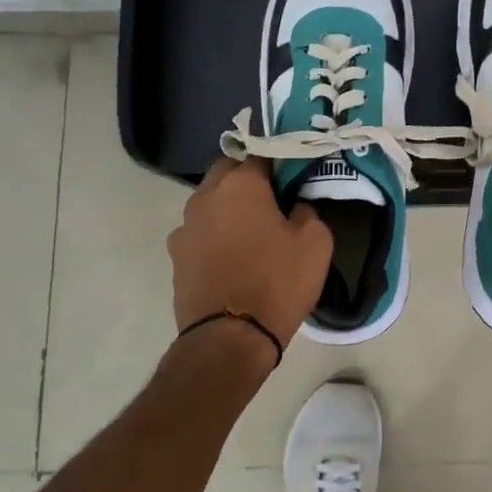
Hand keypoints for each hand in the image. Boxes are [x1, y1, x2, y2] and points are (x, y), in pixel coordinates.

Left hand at [168, 158, 333, 352]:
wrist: (229, 338)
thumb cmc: (277, 282)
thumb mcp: (316, 243)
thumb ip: (307, 211)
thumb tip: (295, 206)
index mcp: (240, 184)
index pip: (261, 153)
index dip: (280, 162)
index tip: (294, 175)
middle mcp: (205, 196)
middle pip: (228, 171)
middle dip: (249, 179)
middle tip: (274, 199)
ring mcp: (185, 226)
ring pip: (210, 202)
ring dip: (229, 207)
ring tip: (252, 230)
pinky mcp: (176, 256)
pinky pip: (200, 232)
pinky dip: (215, 235)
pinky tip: (232, 256)